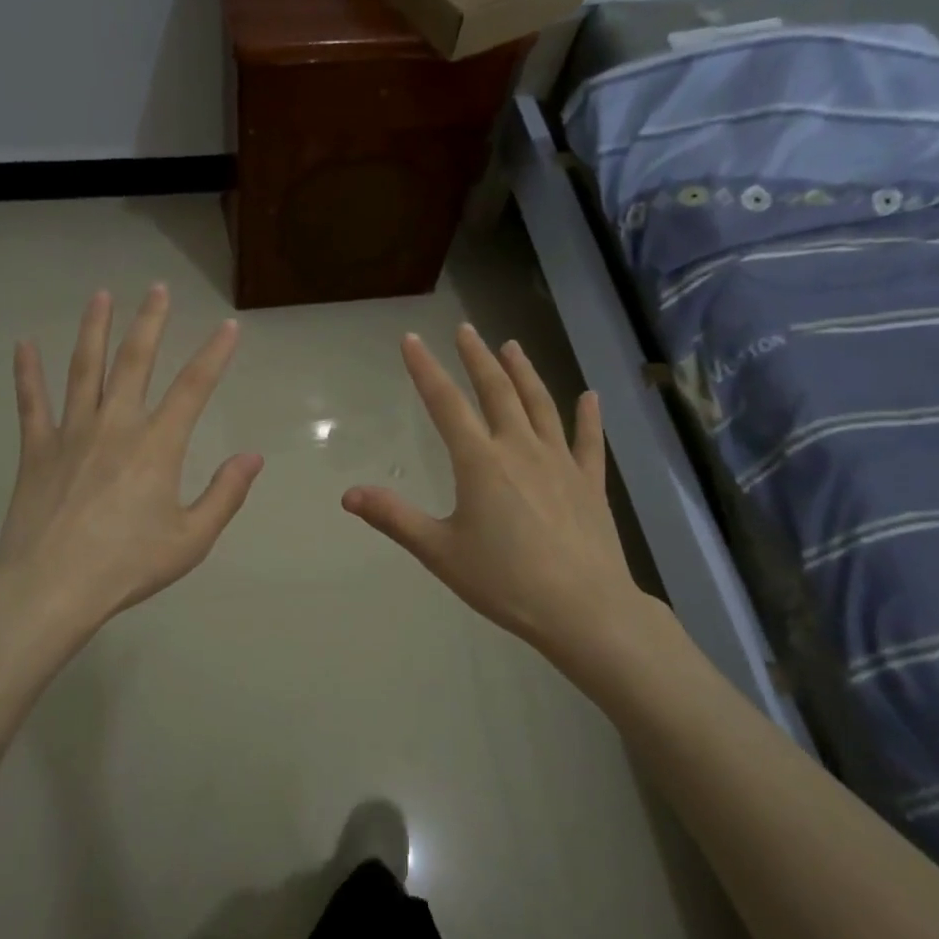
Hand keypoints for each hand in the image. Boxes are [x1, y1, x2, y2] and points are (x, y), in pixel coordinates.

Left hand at [0, 285, 263, 649]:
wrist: (51, 587)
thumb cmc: (128, 566)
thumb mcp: (192, 539)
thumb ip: (225, 494)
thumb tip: (253, 456)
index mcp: (157, 446)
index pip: (194, 388)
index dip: (214, 354)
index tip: (228, 327)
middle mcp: (115, 425)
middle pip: (135, 362)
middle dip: (150, 323)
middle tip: (157, 289)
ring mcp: (71, 433)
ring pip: (84, 369)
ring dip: (94, 329)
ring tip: (101, 296)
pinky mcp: (36, 449)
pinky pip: (31, 402)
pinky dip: (27, 372)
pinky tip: (23, 344)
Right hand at [342, 325, 657, 666]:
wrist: (583, 608)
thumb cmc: (505, 581)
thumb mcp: (439, 552)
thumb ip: (394, 518)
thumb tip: (348, 494)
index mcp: (480, 462)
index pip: (446, 404)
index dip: (426, 369)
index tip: (412, 339)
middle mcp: (520, 449)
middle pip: (496, 392)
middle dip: (477, 358)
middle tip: (466, 330)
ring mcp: (560, 462)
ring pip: (540, 405)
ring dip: (524, 372)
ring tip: (512, 346)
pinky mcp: (590, 483)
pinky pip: (589, 441)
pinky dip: (588, 417)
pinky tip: (590, 396)